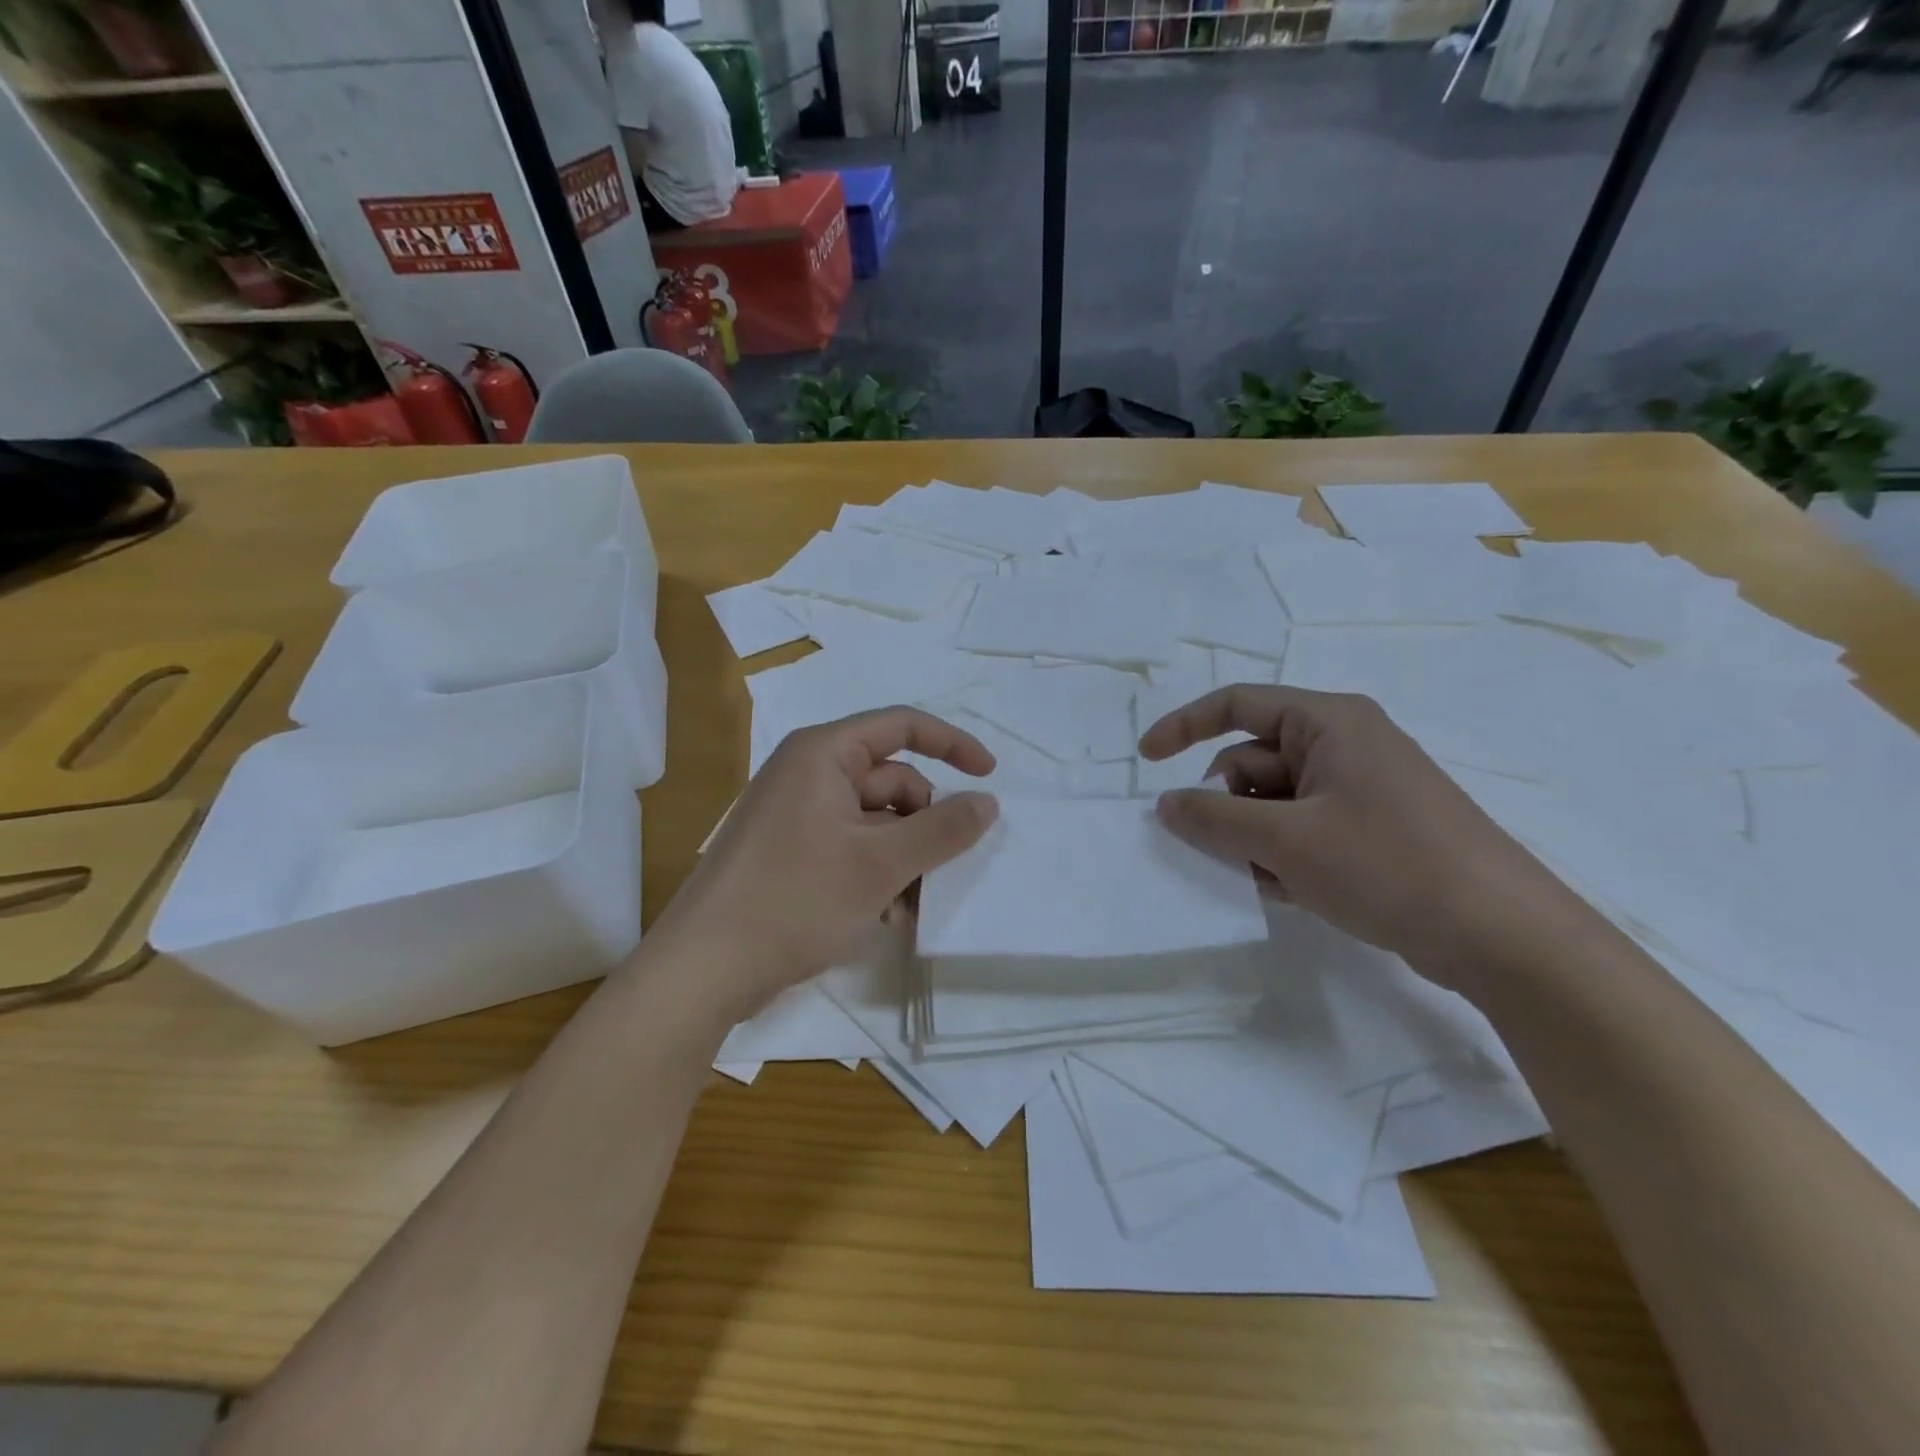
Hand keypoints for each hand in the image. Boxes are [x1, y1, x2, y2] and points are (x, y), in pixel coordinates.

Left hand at [654, 707, 998, 1019]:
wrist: (704, 967)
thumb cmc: (794, 900)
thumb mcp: (880, 864)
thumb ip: (942, 830)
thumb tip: (988, 802)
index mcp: (823, 754)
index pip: (902, 726)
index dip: (952, 744)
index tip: (989, 776)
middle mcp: (809, 773)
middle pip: (892, 781)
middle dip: (923, 827)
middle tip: (938, 872)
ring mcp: (797, 814)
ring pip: (876, 822)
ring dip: (904, 859)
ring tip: (909, 907)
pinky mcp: (791, 851)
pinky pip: (852, 847)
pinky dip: (877, 874)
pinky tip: (885, 916)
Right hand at [1138, 685, 1577, 981]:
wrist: (1501, 935)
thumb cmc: (1387, 864)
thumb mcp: (1285, 840)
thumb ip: (1214, 817)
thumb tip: (1165, 803)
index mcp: (1328, 722)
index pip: (1238, 704)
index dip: (1184, 726)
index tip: (1145, 761)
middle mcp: (1343, 745)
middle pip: (1251, 761)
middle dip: (1227, 806)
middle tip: (1226, 851)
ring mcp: (1358, 790)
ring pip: (1272, 803)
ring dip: (1253, 840)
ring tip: (1266, 882)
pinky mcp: (1369, 831)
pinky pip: (1301, 830)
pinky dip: (1282, 856)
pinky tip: (1290, 893)